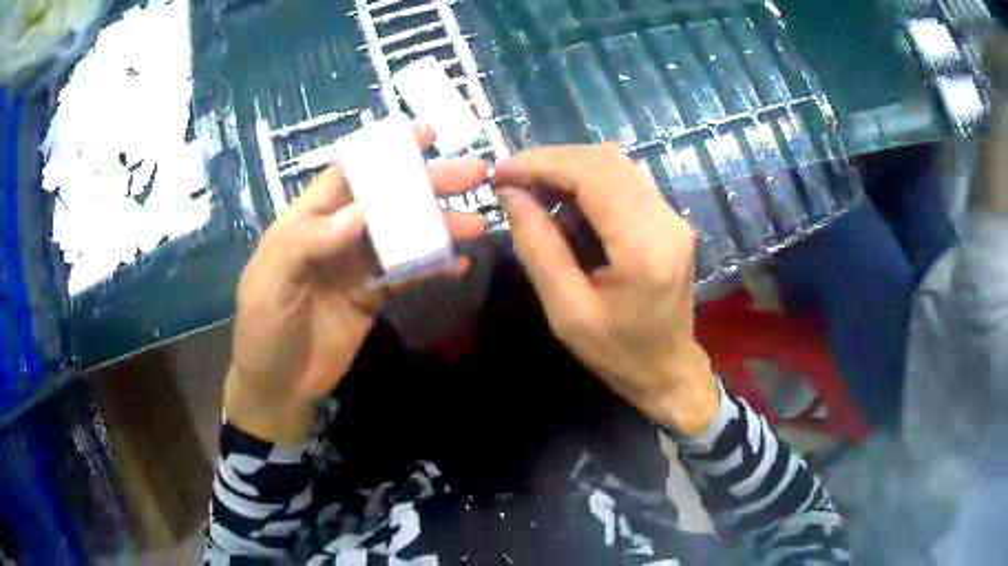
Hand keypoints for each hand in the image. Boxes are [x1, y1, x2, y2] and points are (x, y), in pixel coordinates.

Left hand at [226, 125, 486, 443]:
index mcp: (305, 222)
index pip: (346, 174)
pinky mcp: (372, 296)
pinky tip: (459, 264)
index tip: (424, 134)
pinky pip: (407, 275)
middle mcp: (336, 235)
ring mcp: (356, 266)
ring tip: (476, 223)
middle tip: (472, 173)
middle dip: (426, 183)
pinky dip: (432, 267)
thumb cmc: (263, 332)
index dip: (383, 151)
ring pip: (402, 235)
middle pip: (384, 200)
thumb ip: (308, 242)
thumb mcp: (270, 284)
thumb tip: (360, 211)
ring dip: (438, 226)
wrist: (278, 388)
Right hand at [494, 144, 718, 436]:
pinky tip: (565, 201)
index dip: (542, 163)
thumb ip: (538, 247)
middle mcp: (665, 220)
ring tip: (533, 189)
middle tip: (512, 181)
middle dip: (552, 161)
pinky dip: (589, 180)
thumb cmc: (616, 352)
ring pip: (617, 164)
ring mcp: (672, 217)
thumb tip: (511, 195)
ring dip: (570, 168)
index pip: (592, 174)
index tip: (502, 173)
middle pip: (605, 160)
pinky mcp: (670, 219)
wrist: (668, 369)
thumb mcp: (566, 310)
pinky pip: (626, 180)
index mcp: (642, 247)